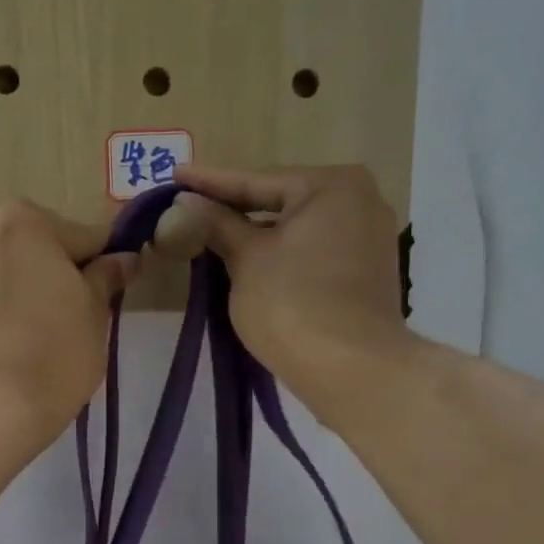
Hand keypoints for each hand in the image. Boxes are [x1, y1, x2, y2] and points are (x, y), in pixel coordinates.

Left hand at [0, 200, 138, 449]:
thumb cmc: (55, 352)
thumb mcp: (95, 314)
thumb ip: (106, 278)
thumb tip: (122, 258)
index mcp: (23, 223)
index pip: (79, 236)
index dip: (99, 263)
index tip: (109, 289)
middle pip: (24, 252)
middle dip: (42, 276)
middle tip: (61, 320)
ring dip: (4, 297)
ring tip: (18, 345)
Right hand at [168, 163, 409, 413]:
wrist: (351, 369)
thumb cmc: (292, 303)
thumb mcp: (246, 260)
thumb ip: (217, 225)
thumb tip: (186, 201)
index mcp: (332, 185)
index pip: (256, 181)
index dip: (209, 182)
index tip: (175, 175)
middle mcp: (360, 201)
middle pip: (281, 202)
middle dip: (234, 209)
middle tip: (190, 206)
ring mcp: (368, 240)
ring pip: (297, 230)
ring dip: (256, 235)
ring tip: (212, 235)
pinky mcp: (366, 275)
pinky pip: (312, 253)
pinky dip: (280, 256)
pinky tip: (249, 263)